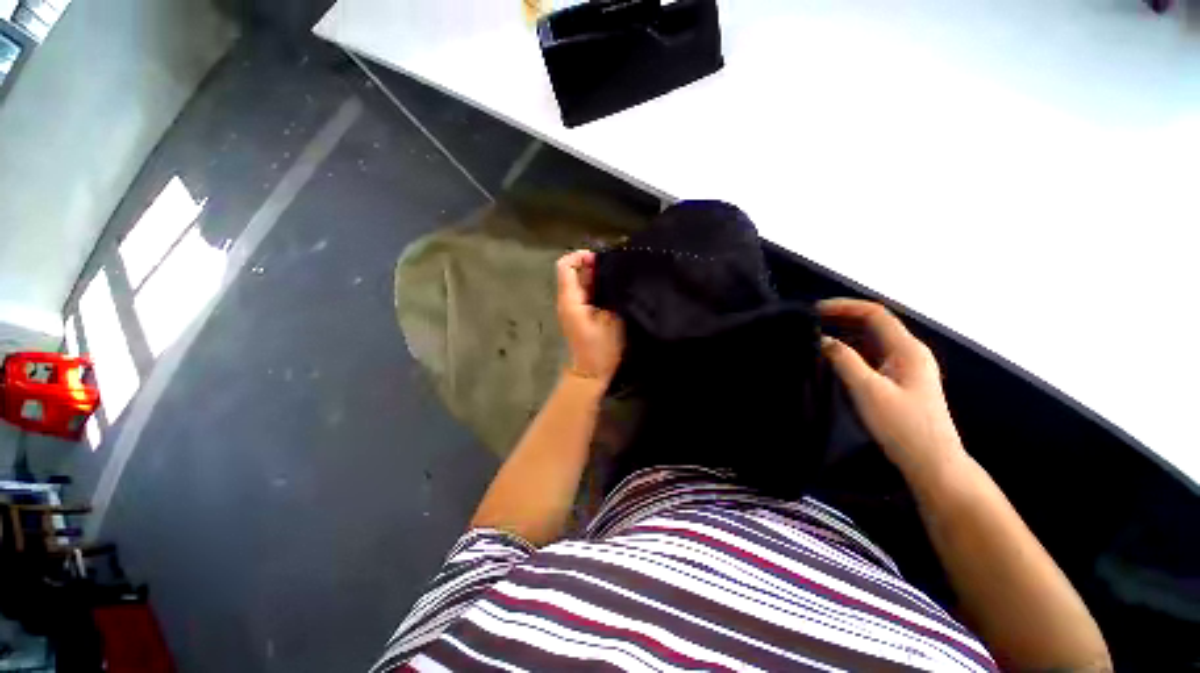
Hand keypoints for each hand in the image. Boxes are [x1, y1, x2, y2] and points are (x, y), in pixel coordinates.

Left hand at [556, 251, 623, 383]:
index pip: (565, 266)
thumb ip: (612, 295)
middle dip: (593, 265)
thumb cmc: (600, 349)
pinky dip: (598, 288)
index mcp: (570, 299)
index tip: (602, 259)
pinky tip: (614, 291)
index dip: (580, 256)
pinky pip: (586, 293)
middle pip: (574, 272)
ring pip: (581, 282)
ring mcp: (572, 308)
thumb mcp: (612, 321)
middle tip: (617, 267)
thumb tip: (617, 277)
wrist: (591, 374)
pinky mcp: (580, 315)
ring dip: (597, 277)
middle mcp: (567, 300)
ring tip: (619, 277)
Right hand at [818, 298, 964, 477]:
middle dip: (843, 318)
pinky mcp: (899, 381)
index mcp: (907, 349)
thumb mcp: (868, 391)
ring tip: (817, 336)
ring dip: (845, 333)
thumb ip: (844, 360)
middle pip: (874, 324)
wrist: (932, 463)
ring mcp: (906, 367)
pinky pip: (872, 355)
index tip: (815, 311)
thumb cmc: (903, 426)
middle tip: (812, 322)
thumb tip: (822, 339)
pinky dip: (851, 350)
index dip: (845, 306)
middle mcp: (909, 352)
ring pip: (872, 340)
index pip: (875, 314)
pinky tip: (834, 357)